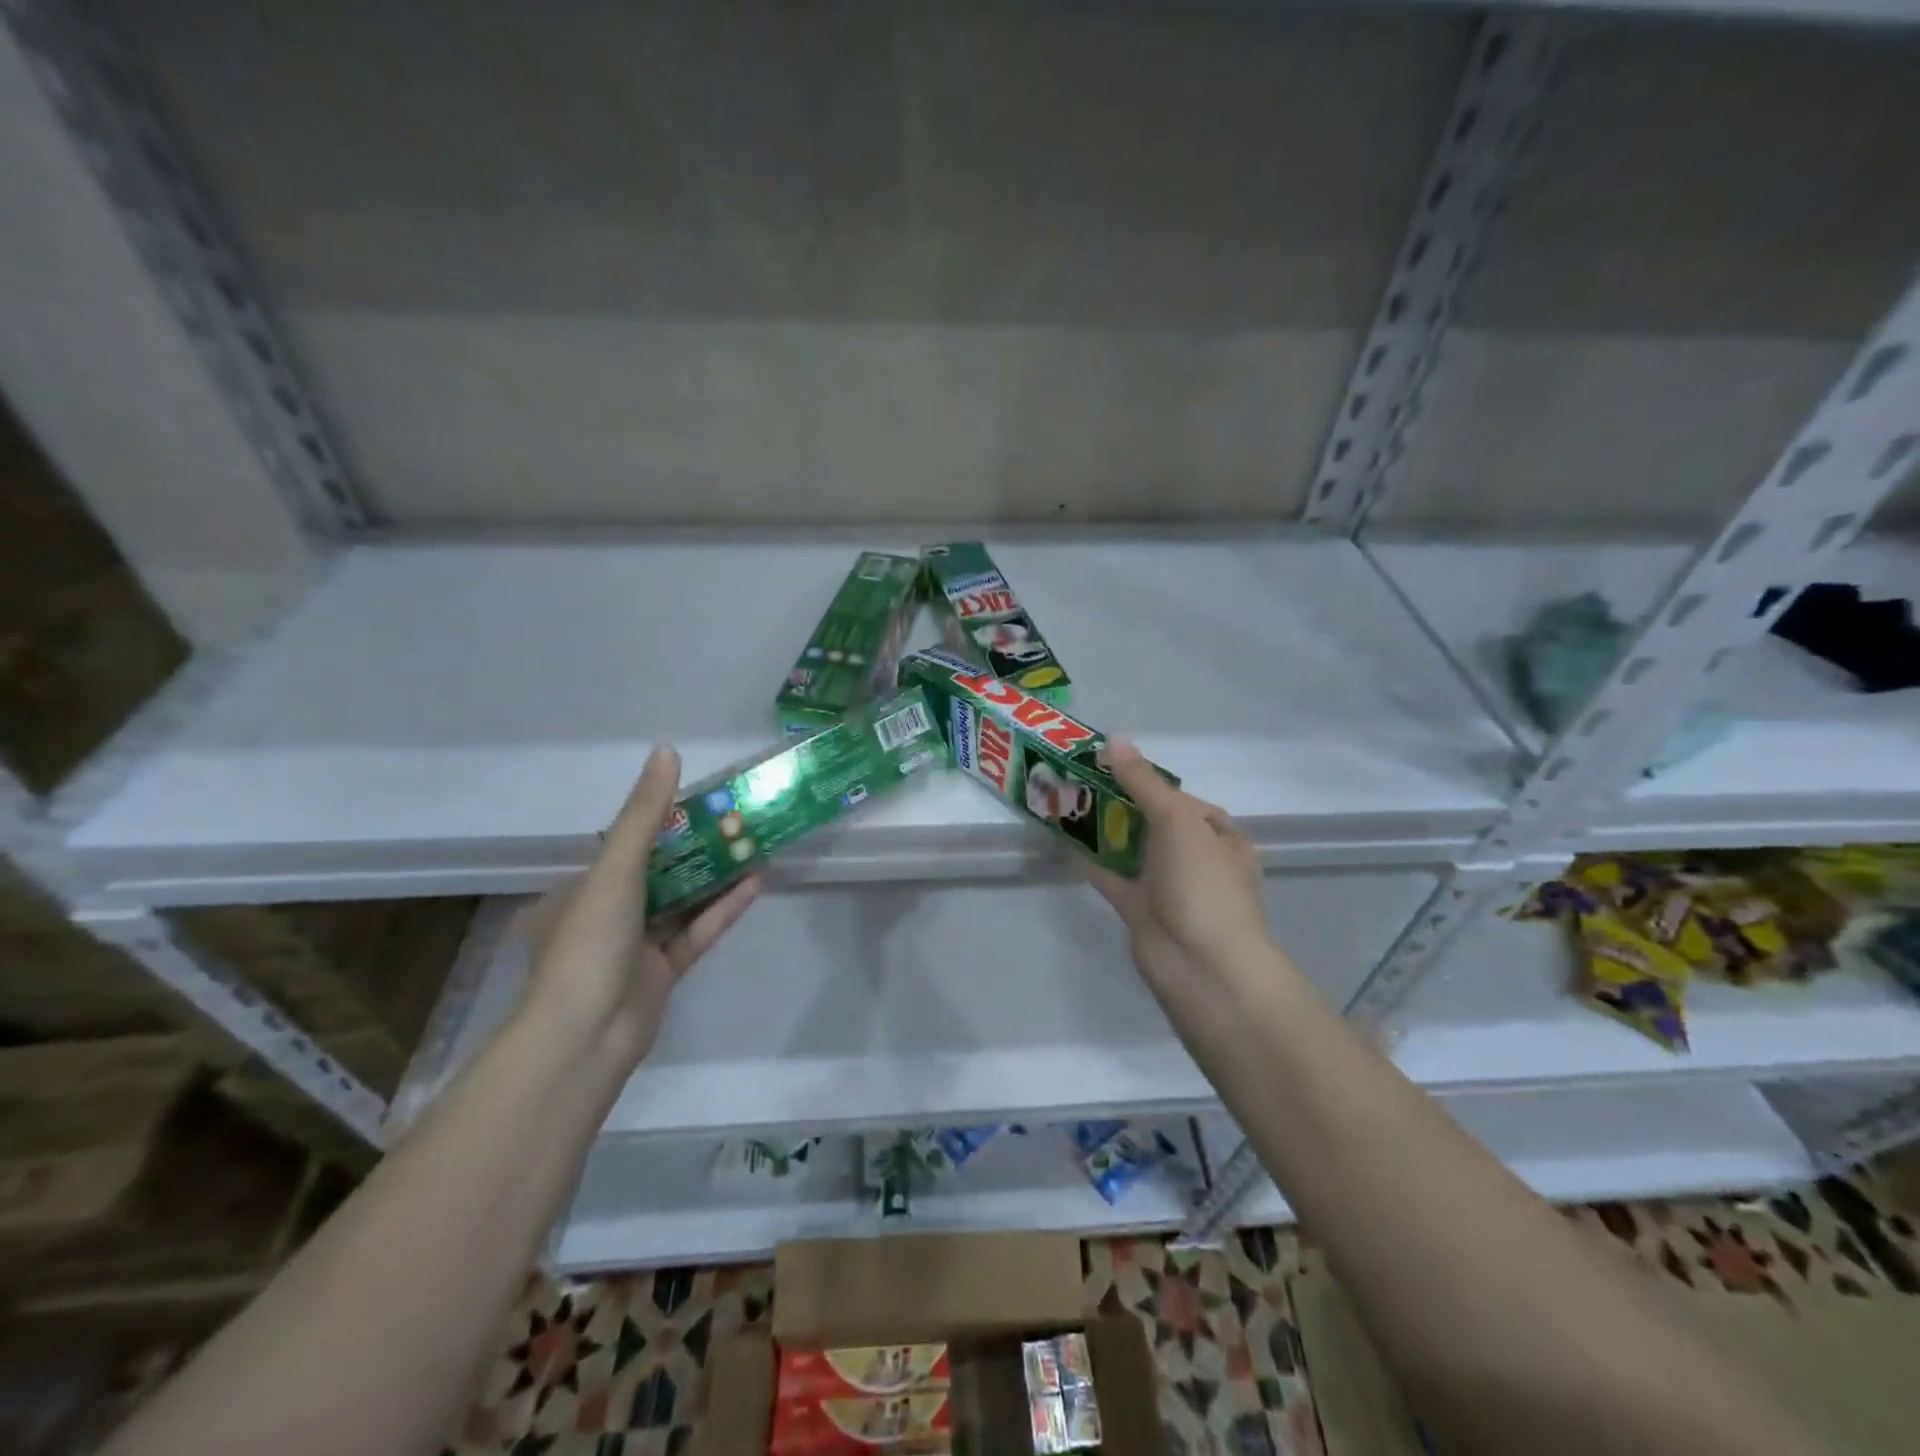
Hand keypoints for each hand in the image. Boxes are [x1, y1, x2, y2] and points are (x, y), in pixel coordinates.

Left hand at [521, 745, 760, 1061]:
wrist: (586, 1036)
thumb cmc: (589, 942)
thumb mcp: (615, 869)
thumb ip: (645, 814)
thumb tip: (667, 751)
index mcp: (578, 890)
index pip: (624, 845)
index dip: (663, 820)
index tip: (702, 799)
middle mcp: (605, 915)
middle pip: (659, 872)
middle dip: (698, 847)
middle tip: (738, 819)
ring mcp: (635, 946)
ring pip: (682, 902)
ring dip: (716, 876)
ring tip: (754, 844)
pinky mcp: (663, 973)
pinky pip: (697, 932)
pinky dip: (723, 908)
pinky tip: (756, 882)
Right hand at [1086, 738, 1269, 992]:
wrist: (1202, 966)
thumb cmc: (1202, 884)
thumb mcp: (1177, 820)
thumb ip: (1143, 782)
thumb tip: (1114, 739)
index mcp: (1219, 836)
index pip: (1183, 800)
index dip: (1150, 781)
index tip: (1111, 766)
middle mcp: (1196, 859)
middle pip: (1154, 822)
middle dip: (1121, 802)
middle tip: (1080, 779)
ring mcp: (1168, 887)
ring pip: (1131, 848)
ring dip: (1104, 829)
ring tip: (1066, 801)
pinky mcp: (1140, 909)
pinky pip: (1112, 877)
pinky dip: (1091, 860)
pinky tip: (1063, 839)